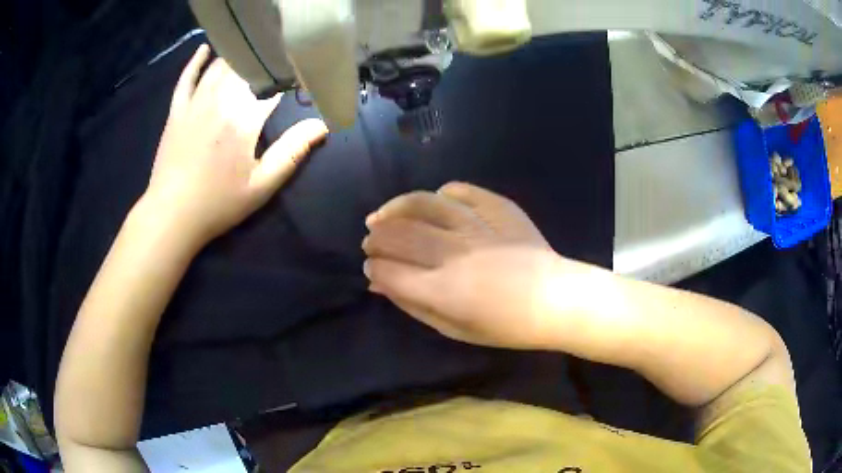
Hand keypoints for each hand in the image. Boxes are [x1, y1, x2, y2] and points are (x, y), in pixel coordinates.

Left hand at [143, 44, 328, 245]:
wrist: (171, 215)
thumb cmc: (218, 203)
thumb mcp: (262, 185)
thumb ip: (292, 152)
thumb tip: (323, 125)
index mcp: (244, 118)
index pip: (273, 84)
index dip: (289, 77)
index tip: (299, 77)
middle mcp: (220, 100)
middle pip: (246, 68)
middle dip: (264, 63)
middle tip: (276, 62)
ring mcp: (195, 103)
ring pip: (219, 67)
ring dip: (237, 58)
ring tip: (252, 53)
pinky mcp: (176, 111)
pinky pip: (186, 78)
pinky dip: (196, 61)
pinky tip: (205, 49)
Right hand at [363, 182, 585, 349]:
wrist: (554, 301)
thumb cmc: (504, 326)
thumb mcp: (453, 329)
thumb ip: (412, 305)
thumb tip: (378, 283)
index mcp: (443, 291)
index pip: (390, 271)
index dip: (373, 266)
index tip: (371, 266)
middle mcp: (455, 254)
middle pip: (400, 234)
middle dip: (377, 236)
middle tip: (372, 239)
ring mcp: (478, 226)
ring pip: (424, 204)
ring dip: (397, 207)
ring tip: (386, 214)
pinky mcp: (499, 209)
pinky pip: (463, 192)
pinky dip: (444, 193)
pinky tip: (435, 200)